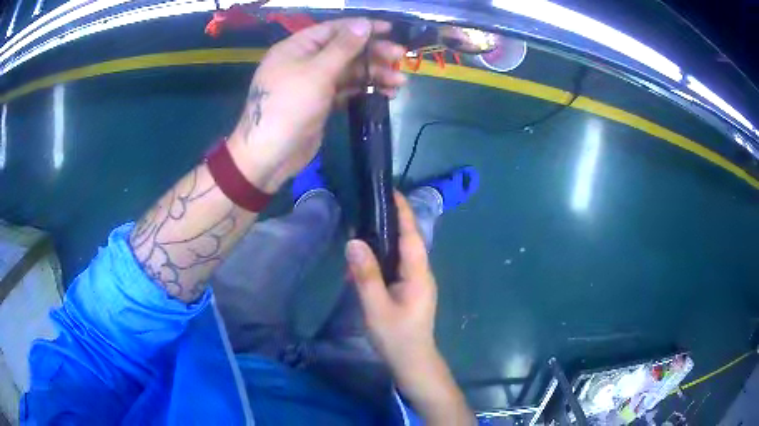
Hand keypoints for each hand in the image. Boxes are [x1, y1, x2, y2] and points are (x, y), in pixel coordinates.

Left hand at [228, 18, 406, 192]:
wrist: (270, 155)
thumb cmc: (289, 107)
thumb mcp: (317, 72)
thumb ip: (343, 47)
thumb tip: (364, 23)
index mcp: (297, 47)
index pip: (334, 29)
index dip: (362, 28)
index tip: (390, 29)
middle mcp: (305, 60)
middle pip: (345, 50)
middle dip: (373, 53)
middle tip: (401, 57)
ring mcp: (313, 82)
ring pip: (349, 71)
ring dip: (374, 74)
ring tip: (400, 82)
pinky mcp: (321, 102)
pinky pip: (346, 89)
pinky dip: (365, 90)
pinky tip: (386, 93)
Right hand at [346, 192, 473, 424]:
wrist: (412, 361)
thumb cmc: (396, 336)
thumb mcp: (376, 307)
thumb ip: (365, 274)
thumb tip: (354, 241)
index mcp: (418, 273)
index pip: (412, 234)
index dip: (403, 212)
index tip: (390, 191)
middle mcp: (421, 273)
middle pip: (408, 240)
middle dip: (392, 221)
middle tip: (369, 206)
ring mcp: (417, 282)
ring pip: (401, 254)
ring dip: (385, 240)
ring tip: (364, 227)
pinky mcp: (409, 290)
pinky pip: (396, 267)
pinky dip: (382, 259)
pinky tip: (365, 262)